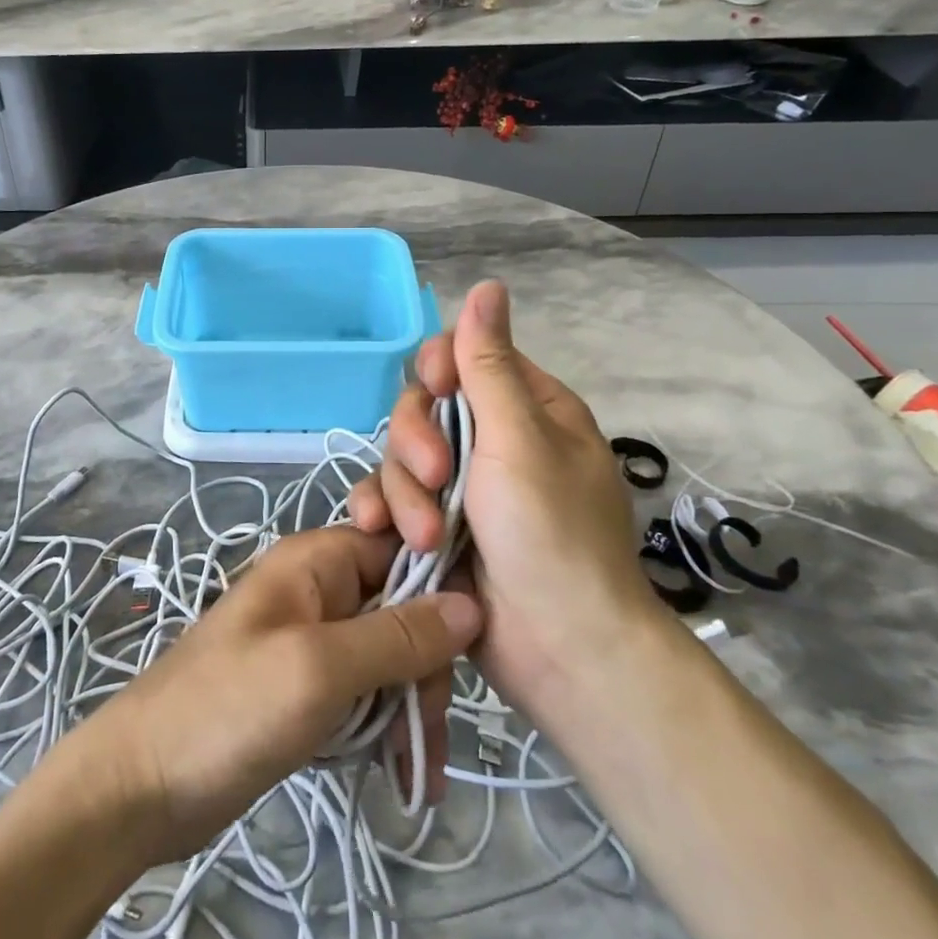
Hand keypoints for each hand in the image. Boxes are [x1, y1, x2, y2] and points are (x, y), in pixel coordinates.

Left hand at [67, 527, 481, 867]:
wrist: (143, 784)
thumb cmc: (229, 709)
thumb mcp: (320, 668)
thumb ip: (397, 636)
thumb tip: (471, 604)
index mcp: (317, 561)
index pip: (402, 546)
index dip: (440, 586)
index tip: (472, 644)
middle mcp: (320, 590)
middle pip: (404, 608)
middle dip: (426, 666)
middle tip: (427, 728)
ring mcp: (314, 641)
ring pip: (391, 656)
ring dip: (411, 707)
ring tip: (418, 767)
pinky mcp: (310, 688)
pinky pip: (367, 693)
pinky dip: (388, 727)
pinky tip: (406, 774)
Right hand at [348, 280, 660, 730]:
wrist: (561, 653)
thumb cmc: (552, 535)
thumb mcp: (519, 440)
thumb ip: (489, 365)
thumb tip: (488, 286)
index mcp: (527, 410)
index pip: (463, 359)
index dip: (437, 370)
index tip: (433, 392)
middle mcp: (491, 442)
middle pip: (422, 408)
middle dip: (418, 442)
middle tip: (435, 479)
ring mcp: (460, 488)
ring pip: (399, 458)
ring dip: (404, 493)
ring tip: (427, 537)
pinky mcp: (433, 528)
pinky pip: (390, 500)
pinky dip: (381, 513)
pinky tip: (376, 532)